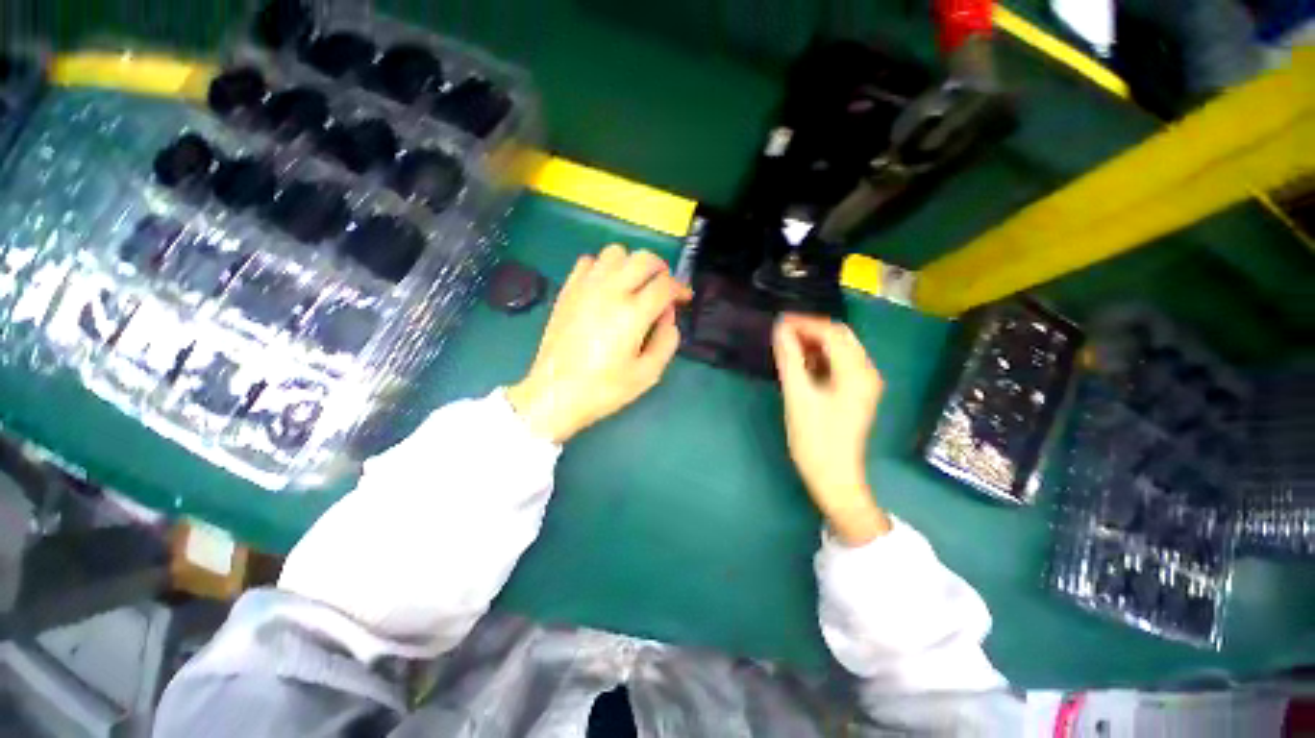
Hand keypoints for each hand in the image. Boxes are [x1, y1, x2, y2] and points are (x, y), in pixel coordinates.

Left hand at [507, 244, 691, 442]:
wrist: (555, 393)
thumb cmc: (604, 389)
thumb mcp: (648, 374)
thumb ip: (667, 341)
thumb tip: (668, 315)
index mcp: (632, 313)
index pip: (665, 284)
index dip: (680, 288)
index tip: (683, 298)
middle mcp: (610, 291)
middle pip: (643, 258)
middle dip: (661, 269)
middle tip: (663, 288)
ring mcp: (586, 287)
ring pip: (616, 252)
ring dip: (631, 264)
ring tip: (634, 285)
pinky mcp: (568, 290)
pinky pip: (588, 261)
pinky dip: (603, 267)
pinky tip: (606, 287)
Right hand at [773, 314, 890, 544]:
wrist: (835, 479)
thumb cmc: (816, 440)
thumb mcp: (798, 397)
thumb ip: (789, 359)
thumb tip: (779, 329)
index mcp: (857, 372)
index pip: (832, 333)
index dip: (804, 323)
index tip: (778, 322)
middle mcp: (867, 372)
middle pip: (840, 337)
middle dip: (810, 329)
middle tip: (781, 331)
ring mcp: (864, 383)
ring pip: (839, 349)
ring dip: (814, 342)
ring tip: (787, 344)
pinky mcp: (856, 393)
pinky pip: (838, 364)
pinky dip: (819, 357)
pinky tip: (801, 362)